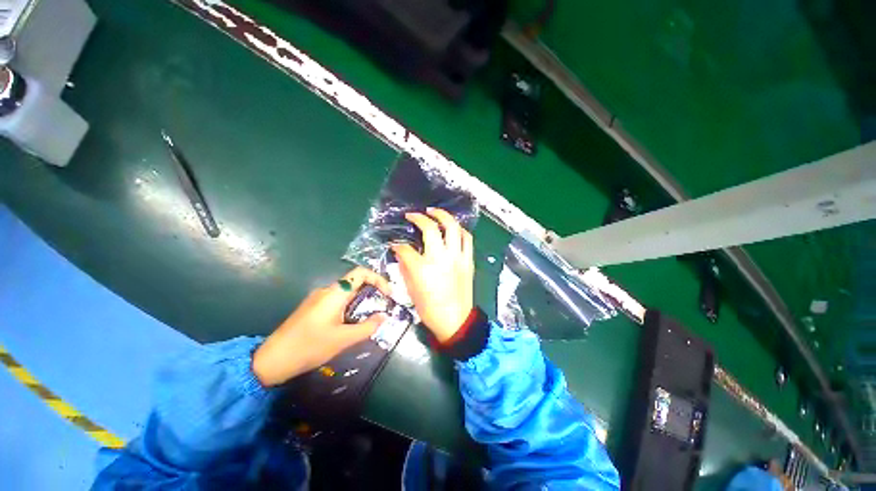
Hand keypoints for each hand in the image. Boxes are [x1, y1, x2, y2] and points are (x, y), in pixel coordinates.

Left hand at [252, 267, 389, 386]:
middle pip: (356, 281)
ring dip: (361, 300)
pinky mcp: (313, 307)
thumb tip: (384, 317)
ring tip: (369, 317)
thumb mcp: (343, 339)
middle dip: (372, 291)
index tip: (388, 295)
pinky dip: (350, 306)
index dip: (379, 279)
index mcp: (335, 293)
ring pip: (347, 292)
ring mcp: (318, 298)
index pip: (362, 272)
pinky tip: (351, 323)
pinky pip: (337, 300)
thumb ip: (367, 327)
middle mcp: (327, 290)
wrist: (272, 360)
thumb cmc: (309, 346)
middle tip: (383, 307)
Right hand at [391, 208, 473, 342]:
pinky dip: (459, 230)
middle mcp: (440, 258)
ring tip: (434, 212)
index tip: (396, 244)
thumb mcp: (410, 289)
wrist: (455, 321)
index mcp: (422, 269)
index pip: (405, 249)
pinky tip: (452, 228)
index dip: (398, 245)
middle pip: (430, 229)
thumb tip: (402, 252)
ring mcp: (457, 258)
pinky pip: (467, 239)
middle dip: (419, 218)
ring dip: (443, 216)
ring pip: (452, 228)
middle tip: (413, 215)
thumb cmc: (429, 309)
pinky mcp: (468, 260)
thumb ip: (405, 267)